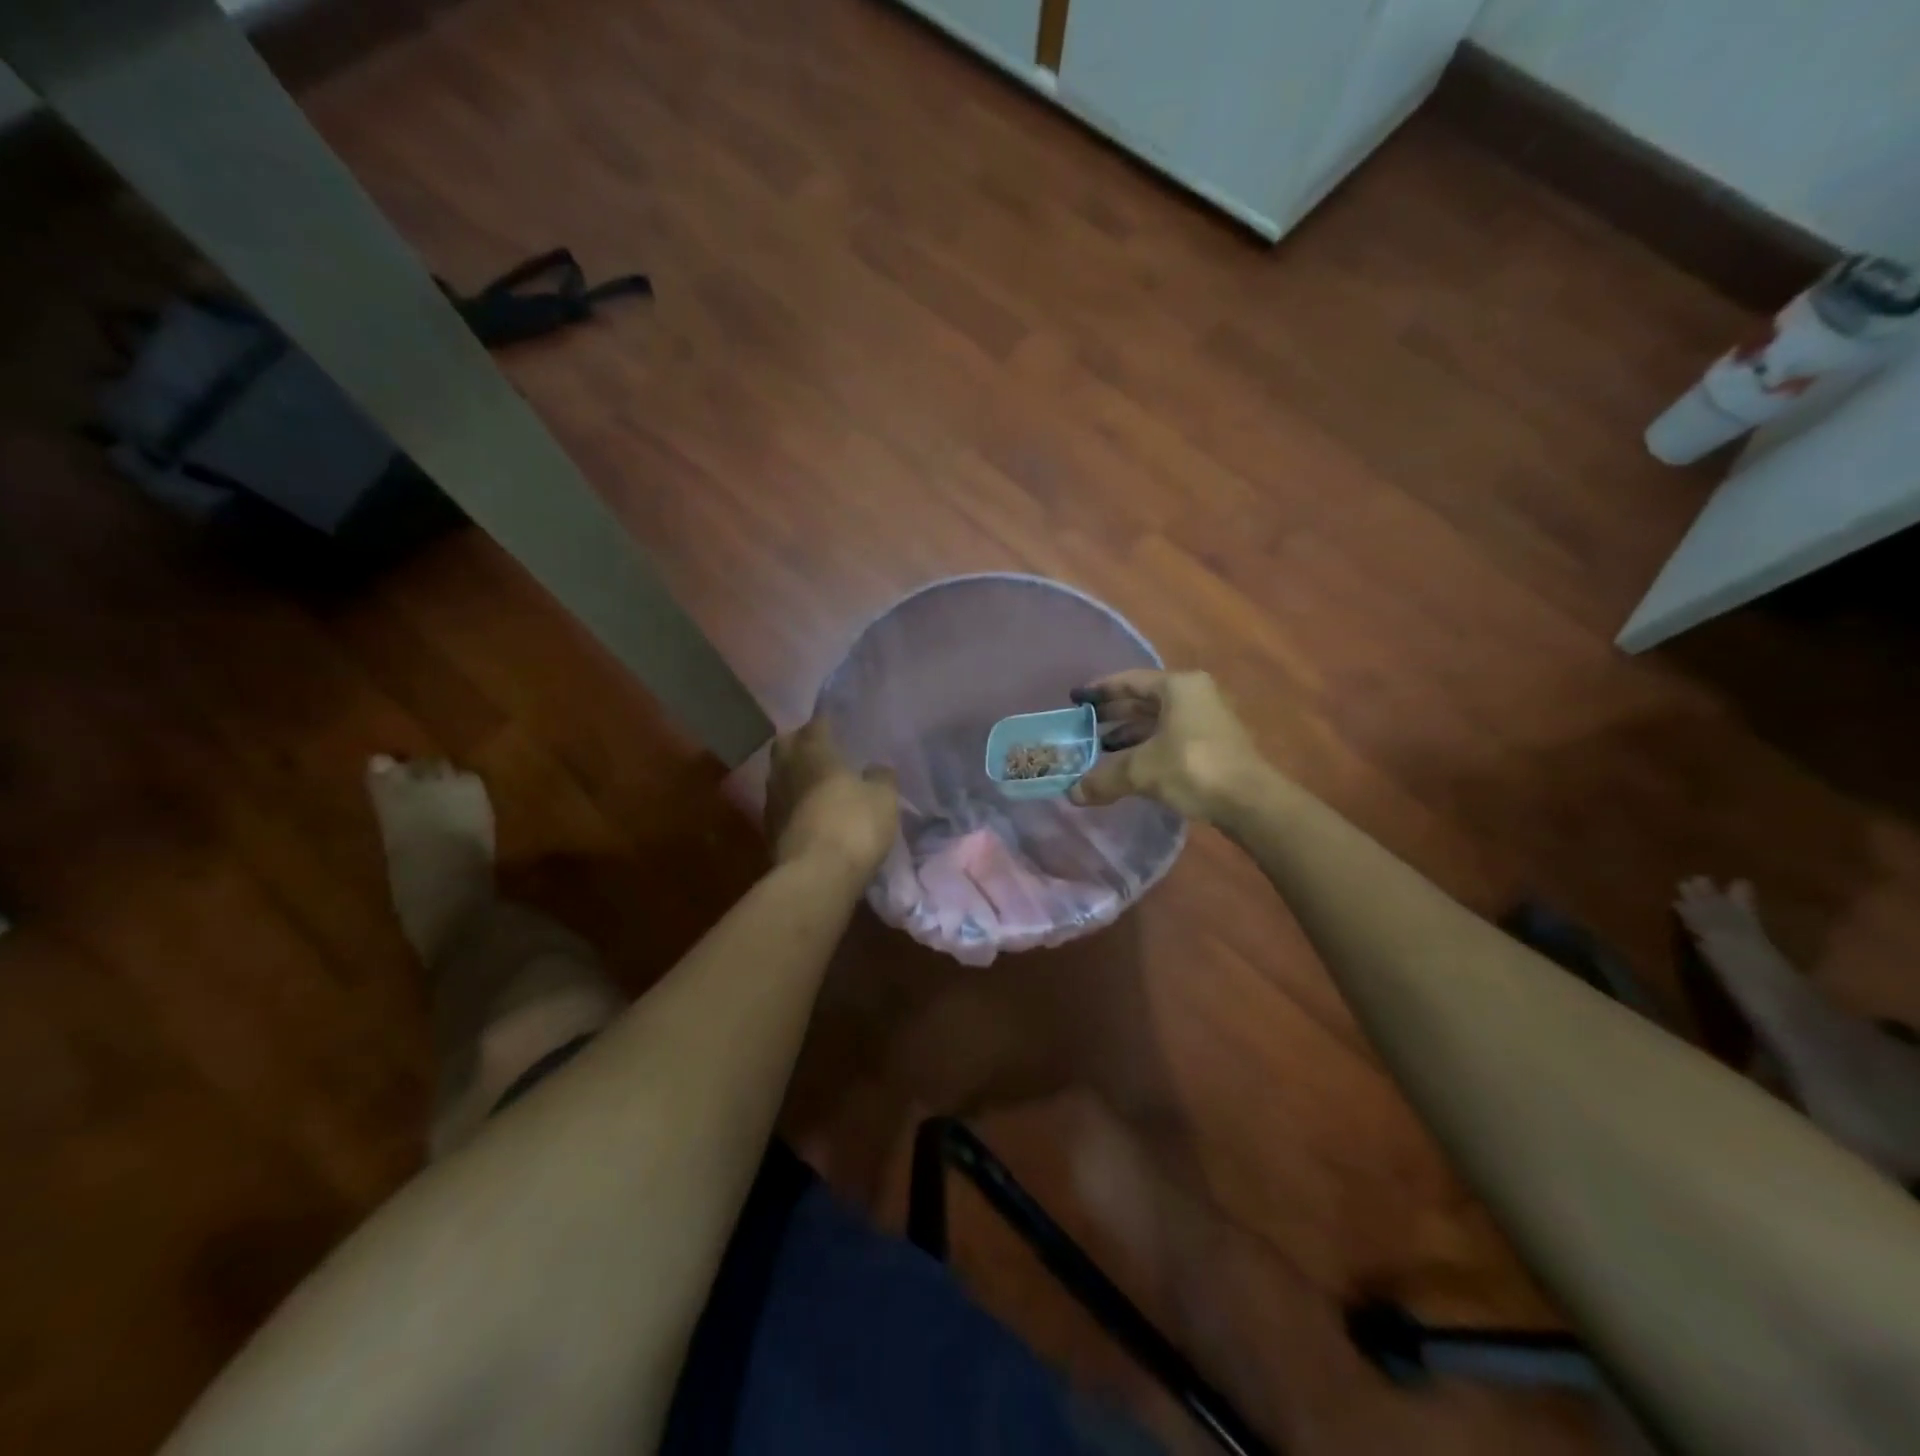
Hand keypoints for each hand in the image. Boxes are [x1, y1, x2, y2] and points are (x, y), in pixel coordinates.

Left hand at [765, 718, 899, 877]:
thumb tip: (877, 768)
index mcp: (814, 752)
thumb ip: (881, 777)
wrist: (816, 876)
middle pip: (787, 745)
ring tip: (816, 782)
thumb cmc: (853, 825)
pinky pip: (781, 805)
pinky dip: (793, 803)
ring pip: (779, 775)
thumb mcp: (883, 798)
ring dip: (795, 774)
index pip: (816, 724)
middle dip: (801, 743)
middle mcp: (786, 769)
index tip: (839, 724)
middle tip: (822, 749)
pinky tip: (809, 811)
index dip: (827, 722)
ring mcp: (772, 801)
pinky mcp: (769, 831)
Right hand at [1068, 670, 1263, 821]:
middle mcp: (1194, 695)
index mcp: (1178, 687)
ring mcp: (1206, 720)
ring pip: (1157, 722)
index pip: (1129, 681)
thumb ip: (1104, 778)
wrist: (1249, 801)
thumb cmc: (1193, 769)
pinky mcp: (1212, 745)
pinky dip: (1146, 748)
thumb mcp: (1141, 770)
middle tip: (1083, 726)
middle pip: (1143, 701)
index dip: (1100, 690)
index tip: (1076, 699)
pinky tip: (1128, 766)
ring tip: (1099, 750)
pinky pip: (1169, 738)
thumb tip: (1073, 794)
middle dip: (1112, 715)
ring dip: (1128, 735)